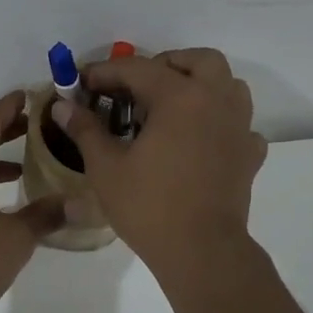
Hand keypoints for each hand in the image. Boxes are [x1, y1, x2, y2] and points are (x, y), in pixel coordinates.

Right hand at [52, 48, 266, 280]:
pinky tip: (201, 140)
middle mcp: (215, 101)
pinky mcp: (250, 154)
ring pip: (228, 85)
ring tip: (172, 107)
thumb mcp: (106, 167)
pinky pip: (240, 123)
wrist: (201, 251)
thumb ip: (85, 129)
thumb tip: (63, 105)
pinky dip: (221, 122)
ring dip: (201, 85)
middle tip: (136, 88)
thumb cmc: (149, 206)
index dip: (105, 71)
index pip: (137, 68)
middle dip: (165, 65)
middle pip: (198, 61)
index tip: (83, 82)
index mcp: (179, 97)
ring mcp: (239, 127)